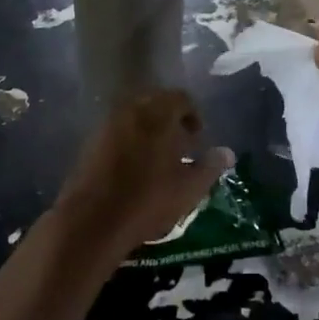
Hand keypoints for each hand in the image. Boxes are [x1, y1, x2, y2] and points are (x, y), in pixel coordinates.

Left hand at [52, 90, 233, 258]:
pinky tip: (135, 168)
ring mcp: (107, 125)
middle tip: (181, 146)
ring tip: (159, 159)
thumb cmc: (148, 200)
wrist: (92, 221)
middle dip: (171, 120)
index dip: (193, 115)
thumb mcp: (189, 188)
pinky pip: (117, 132)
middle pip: (156, 103)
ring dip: (149, 130)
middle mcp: (131, 110)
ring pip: (134, 117)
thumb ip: (211, 166)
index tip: (198, 138)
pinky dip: (130, 140)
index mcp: (158, 113)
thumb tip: (227, 152)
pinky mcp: (90, 143)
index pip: (181, 98)